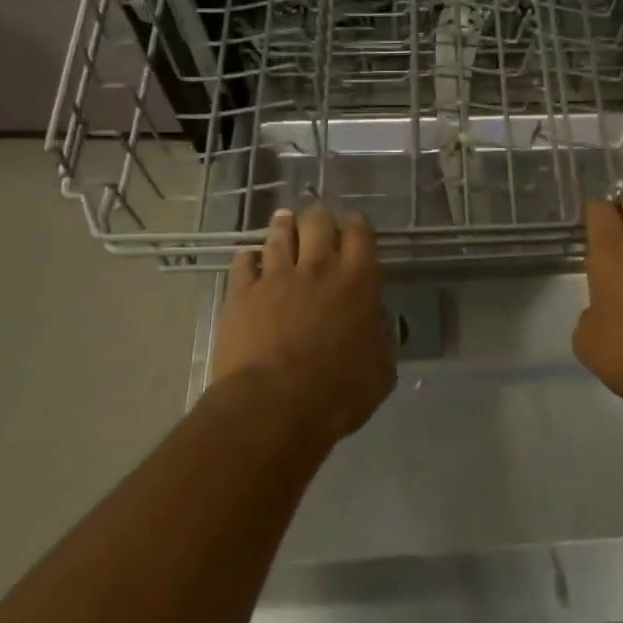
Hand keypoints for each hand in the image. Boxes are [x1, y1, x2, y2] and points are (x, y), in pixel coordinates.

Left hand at [212, 204, 396, 443]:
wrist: (273, 405)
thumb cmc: (338, 392)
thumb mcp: (381, 371)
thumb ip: (381, 340)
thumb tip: (376, 326)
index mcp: (358, 280)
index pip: (360, 233)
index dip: (356, 225)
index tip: (354, 226)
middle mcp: (318, 267)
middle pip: (318, 222)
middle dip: (319, 217)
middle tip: (317, 220)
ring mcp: (276, 277)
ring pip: (279, 236)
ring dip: (283, 226)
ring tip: (283, 220)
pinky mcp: (241, 293)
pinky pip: (243, 263)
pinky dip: (247, 258)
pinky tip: (248, 259)